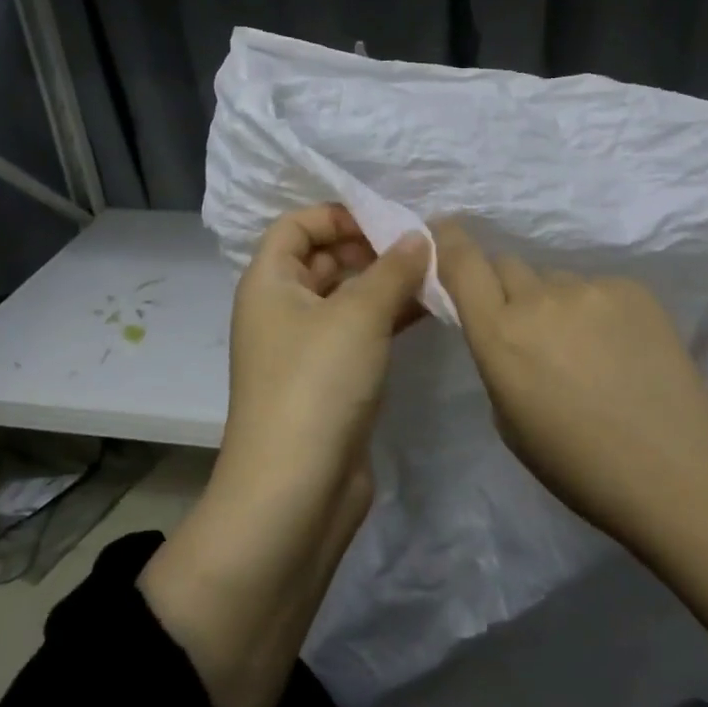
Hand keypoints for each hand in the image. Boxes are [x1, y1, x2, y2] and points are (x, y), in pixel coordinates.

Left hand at [139, 205, 427, 706]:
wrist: (296, 492)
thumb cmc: (317, 385)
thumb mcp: (359, 315)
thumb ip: (393, 269)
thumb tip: (419, 237)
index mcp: (270, 283)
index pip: (296, 226)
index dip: (337, 214)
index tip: (388, 220)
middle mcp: (283, 311)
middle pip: (325, 260)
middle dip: (372, 248)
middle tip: (424, 245)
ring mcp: (307, 350)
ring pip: (348, 300)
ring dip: (387, 284)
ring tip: (437, 274)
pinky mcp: (332, 383)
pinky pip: (361, 335)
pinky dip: (390, 319)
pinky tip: (430, 311)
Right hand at [433, 218, 707, 546]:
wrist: (676, 471)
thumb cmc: (580, 466)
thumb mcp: (510, 422)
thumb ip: (498, 360)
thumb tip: (508, 331)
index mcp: (501, 336)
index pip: (463, 263)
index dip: (449, 241)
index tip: (443, 230)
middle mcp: (540, 300)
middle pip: (507, 264)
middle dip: (505, 287)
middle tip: (526, 324)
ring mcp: (591, 289)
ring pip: (555, 279)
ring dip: (554, 302)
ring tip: (585, 347)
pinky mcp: (634, 289)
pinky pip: (597, 288)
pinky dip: (596, 310)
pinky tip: (621, 348)